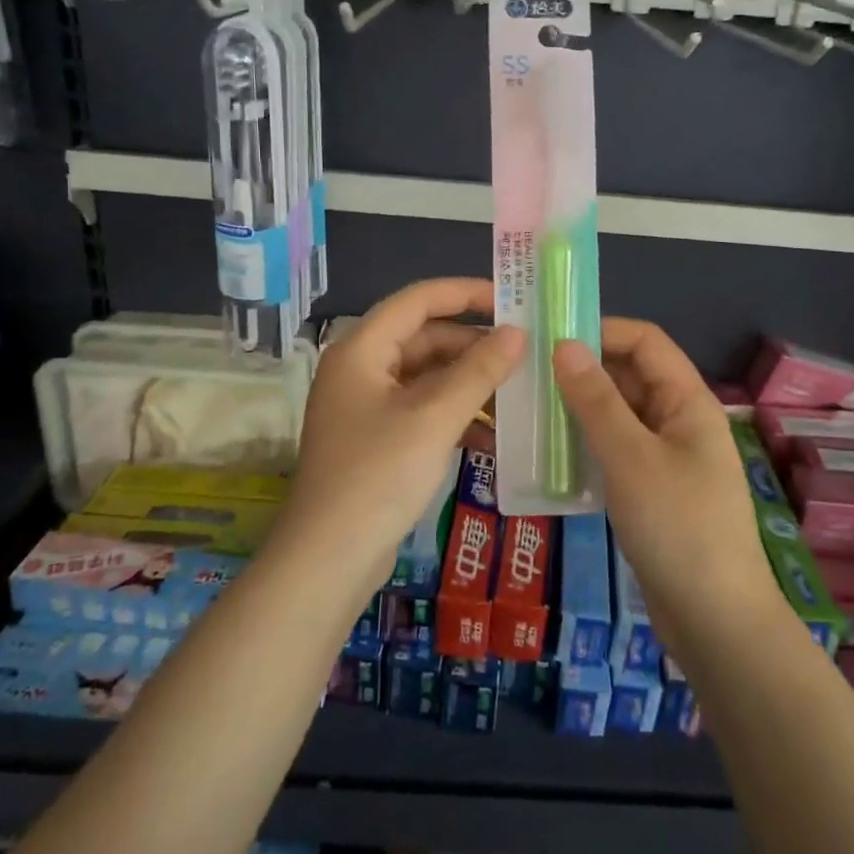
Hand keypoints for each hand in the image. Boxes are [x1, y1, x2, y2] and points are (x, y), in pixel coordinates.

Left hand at [280, 279, 524, 597]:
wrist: (328, 559)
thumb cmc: (378, 475)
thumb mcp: (434, 417)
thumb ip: (478, 370)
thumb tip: (518, 332)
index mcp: (362, 349)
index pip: (418, 300)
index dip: (465, 293)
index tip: (511, 299)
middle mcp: (361, 369)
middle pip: (425, 339)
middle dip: (474, 347)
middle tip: (525, 355)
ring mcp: (367, 406)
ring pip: (427, 378)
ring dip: (469, 385)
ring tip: (517, 396)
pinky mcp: (377, 439)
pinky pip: (423, 411)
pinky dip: (455, 416)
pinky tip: (491, 436)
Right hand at [554, 321, 785, 650]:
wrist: (716, 621)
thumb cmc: (678, 527)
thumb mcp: (630, 457)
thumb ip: (596, 400)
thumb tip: (564, 345)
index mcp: (687, 401)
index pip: (645, 342)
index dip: (601, 331)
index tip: (550, 337)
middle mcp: (678, 421)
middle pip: (629, 377)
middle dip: (582, 371)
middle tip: (526, 375)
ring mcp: (666, 458)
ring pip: (618, 417)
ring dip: (578, 411)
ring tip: (528, 411)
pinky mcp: (652, 492)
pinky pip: (615, 452)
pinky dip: (585, 446)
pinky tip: (549, 456)